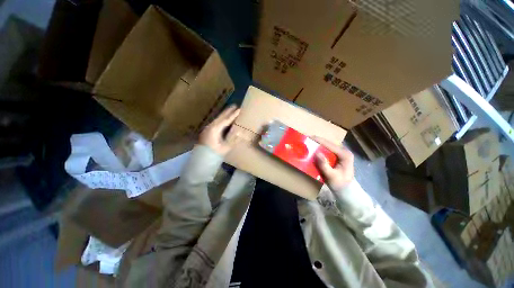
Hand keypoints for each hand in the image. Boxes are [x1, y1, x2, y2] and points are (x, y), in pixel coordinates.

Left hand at [199, 105, 240, 155]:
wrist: (202, 159)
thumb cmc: (214, 153)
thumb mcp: (225, 147)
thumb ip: (233, 139)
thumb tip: (240, 132)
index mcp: (215, 129)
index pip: (226, 120)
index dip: (233, 115)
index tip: (239, 109)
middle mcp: (210, 126)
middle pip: (221, 117)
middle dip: (228, 111)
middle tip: (235, 105)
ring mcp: (208, 128)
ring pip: (218, 119)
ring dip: (224, 115)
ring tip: (230, 110)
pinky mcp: (207, 131)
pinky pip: (216, 122)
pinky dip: (221, 119)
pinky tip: (224, 119)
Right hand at [313, 136, 354, 191]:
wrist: (346, 191)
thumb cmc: (340, 184)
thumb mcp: (331, 176)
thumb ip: (324, 165)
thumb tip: (316, 153)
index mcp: (345, 154)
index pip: (330, 144)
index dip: (319, 140)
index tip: (309, 137)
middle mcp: (343, 151)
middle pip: (328, 143)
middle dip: (317, 141)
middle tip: (306, 140)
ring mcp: (340, 153)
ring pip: (327, 146)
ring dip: (317, 144)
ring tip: (308, 143)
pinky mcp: (337, 156)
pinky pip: (327, 150)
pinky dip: (319, 149)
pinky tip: (313, 149)